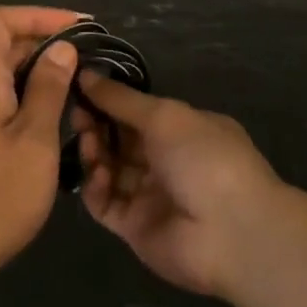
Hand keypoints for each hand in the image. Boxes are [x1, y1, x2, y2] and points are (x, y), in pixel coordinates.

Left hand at [0, 6, 85, 295]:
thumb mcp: (34, 142)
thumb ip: (48, 90)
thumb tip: (62, 49)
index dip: (37, 14)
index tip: (78, 28)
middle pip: (4, 44)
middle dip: (47, 40)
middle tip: (90, 57)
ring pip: (7, 73)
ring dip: (43, 71)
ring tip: (82, 85)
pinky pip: (6, 100)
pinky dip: (34, 96)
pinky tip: (60, 118)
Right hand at [73, 75, 281, 296]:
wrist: (231, 233)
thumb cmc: (203, 158)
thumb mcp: (163, 115)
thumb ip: (121, 98)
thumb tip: (85, 74)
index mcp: (182, 131)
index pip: (137, 112)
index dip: (110, 100)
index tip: (80, 87)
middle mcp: (166, 161)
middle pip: (119, 140)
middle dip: (96, 124)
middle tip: (75, 113)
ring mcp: (150, 196)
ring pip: (109, 169)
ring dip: (94, 153)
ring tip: (86, 141)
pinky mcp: (134, 227)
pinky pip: (105, 202)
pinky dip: (96, 187)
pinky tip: (98, 175)